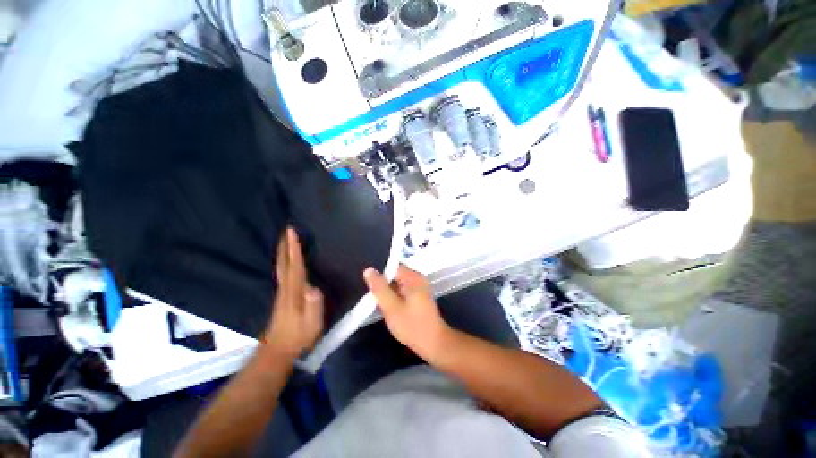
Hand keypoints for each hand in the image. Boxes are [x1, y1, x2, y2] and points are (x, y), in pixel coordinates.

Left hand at [263, 227, 323, 359]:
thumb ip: (314, 306)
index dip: (294, 249)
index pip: (295, 266)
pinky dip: (283, 260)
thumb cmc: (299, 335)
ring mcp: (282, 291)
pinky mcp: (282, 295)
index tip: (292, 232)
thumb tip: (314, 287)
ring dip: (283, 251)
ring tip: (285, 239)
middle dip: (285, 245)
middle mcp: (285, 288)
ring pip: (281, 266)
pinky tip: (285, 259)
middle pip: (284, 262)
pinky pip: (282, 271)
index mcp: (294, 292)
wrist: (279, 349)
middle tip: (286, 229)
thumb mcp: (312, 323)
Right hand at [363, 265, 450, 360]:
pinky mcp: (420, 296)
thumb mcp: (391, 307)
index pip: (392, 267)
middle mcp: (418, 278)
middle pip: (395, 275)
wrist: (434, 343)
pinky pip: (403, 291)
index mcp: (413, 277)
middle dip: (384, 287)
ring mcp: (420, 287)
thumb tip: (368, 270)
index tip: (373, 291)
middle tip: (378, 302)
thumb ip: (379, 288)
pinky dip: (396, 298)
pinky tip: (393, 310)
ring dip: (389, 294)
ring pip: (398, 285)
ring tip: (384, 307)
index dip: (380, 277)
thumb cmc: (412, 325)